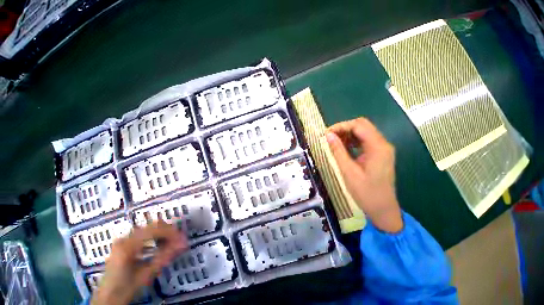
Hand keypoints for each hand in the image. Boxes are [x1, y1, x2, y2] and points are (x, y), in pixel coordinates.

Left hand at [91, 220, 187, 304]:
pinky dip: (150, 239)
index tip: (182, 237)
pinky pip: (138, 237)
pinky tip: (158, 245)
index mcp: (127, 246)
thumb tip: (178, 247)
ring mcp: (121, 241)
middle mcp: (123, 239)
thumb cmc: (127, 287)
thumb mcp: (146, 275)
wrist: (110, 293)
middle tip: (180, 238)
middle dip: (164, 231)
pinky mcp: (121, 245)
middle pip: (146, 227)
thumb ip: (161, 259)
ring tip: (173, 240)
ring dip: (158, 234)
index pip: (150, 231)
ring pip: (143, 231)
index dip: (168, 232)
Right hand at [326, 117, 402, 232]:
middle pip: (363, 126)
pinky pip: (369, 142)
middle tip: (330, 139)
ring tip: (336, 145)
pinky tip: (347, 150)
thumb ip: (339, 152)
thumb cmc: (366, 194)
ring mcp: (385, 149)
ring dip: (351, 135)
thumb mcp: (349, 173)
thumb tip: (328, 135)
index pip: (359, 125)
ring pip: (366, 132)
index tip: (327, 134)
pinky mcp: (384, 155)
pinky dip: (357, 142)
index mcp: (378, 147)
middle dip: (346, 129)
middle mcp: (384, 144)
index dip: (341, 126)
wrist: (383, 209)